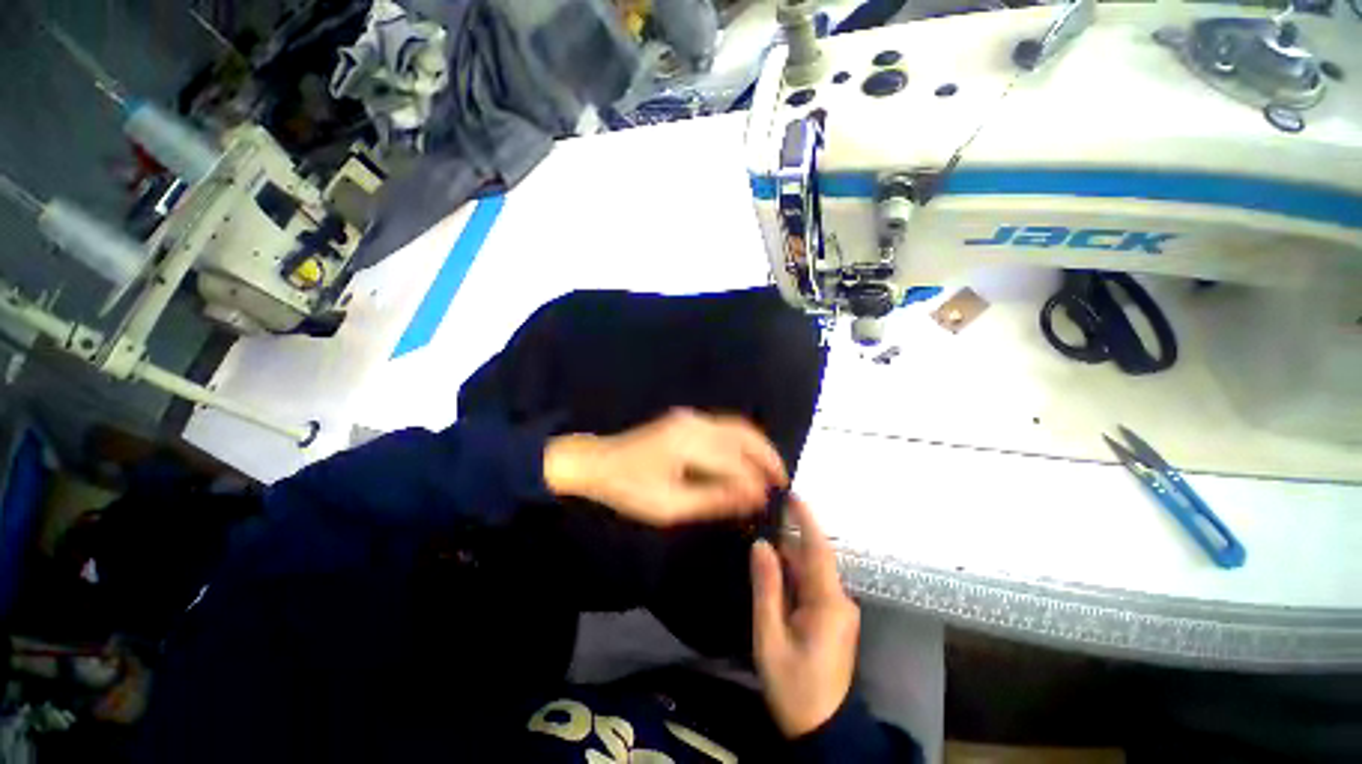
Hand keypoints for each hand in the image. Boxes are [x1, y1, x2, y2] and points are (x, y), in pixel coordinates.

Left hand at [543, 408, 787, 526]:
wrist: (598, 463)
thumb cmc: (630, 489)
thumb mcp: (670, 505)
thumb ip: (713, 499)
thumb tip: (751, 497)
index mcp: (688, 443)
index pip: (735, 461)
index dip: (755, 481)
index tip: (770, 498)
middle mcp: (694, 423)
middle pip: (743, 433)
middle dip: (766, 455)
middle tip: (781, 478)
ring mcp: (689, 418)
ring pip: (735, 426)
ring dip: (755, 446)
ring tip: (768, 470)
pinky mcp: (684, 421)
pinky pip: (722, 427)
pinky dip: (740, 443)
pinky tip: (744, 460)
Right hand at [751, 496, 859, 738]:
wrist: (822, 729)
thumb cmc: (793, 686)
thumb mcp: (770, 637)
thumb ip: (766, 588)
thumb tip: (761, 545)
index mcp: (829, 603)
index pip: (818, 549)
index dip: (807, 519)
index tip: (793, 494)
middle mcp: (840, 600)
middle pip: (813, 558)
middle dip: (790, 535)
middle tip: (763, 514)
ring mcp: (839, 610)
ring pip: (811, 571)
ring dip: (789, 555)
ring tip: (763, 536)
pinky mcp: (833, 618)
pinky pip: (811, 585)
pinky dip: (793, 573)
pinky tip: (773, 568)